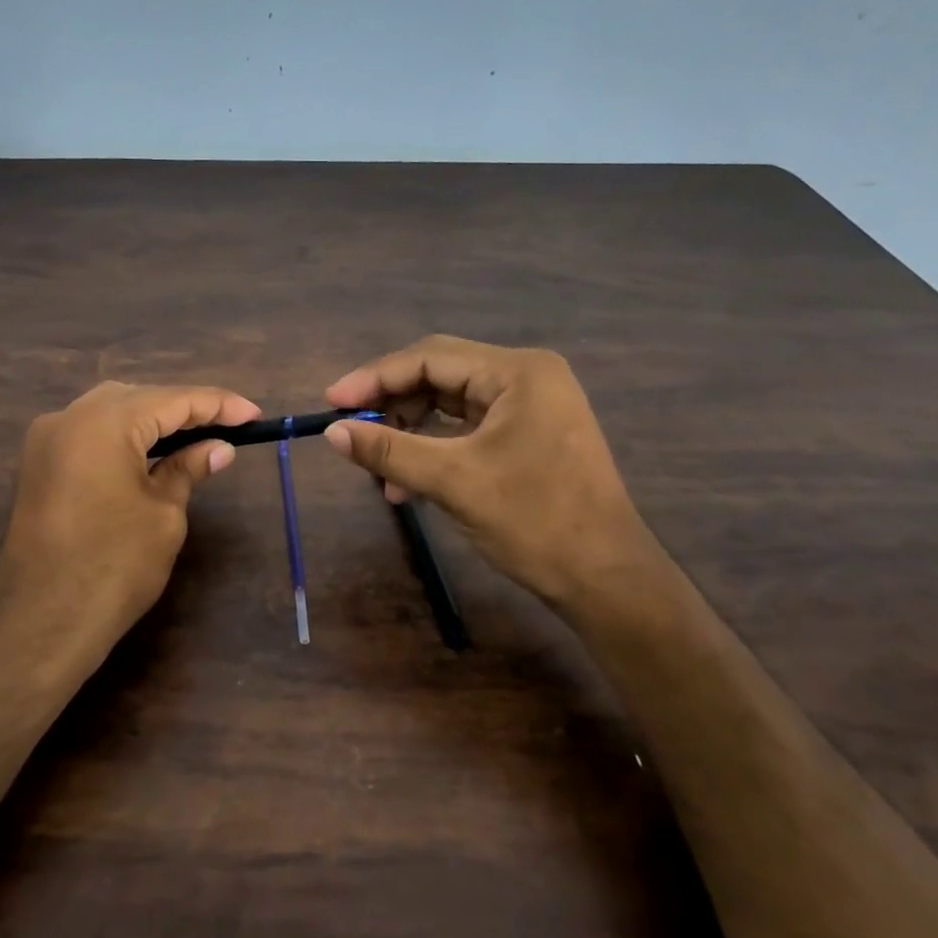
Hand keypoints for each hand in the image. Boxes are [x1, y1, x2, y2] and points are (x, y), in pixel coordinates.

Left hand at [0, 381, 259, 658]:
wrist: (42, 625)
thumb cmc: (114, 568)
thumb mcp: (164, 515)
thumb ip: (188, 469)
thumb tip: (219, 447)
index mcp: (104, 423)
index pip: (173, 400)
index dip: (218, 405)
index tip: (254, 414)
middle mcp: (69, 417)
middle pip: (139, 397)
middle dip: (185, 408)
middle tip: (229, 425)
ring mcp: (46, 440)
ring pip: (111, 410)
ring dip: (153, 419)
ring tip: (197, 434)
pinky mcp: (38, 464)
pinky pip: (89, 432)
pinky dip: (124, 435)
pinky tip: (151, 450)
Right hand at [324, 336, 656, 606]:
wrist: (607, 580)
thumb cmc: (536, 521)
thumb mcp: (453, 481)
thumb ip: (389, 450)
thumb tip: (332, 432)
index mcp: (518, 372)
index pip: (430, 358)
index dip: (375, 378)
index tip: (331, 401)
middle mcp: (526, 377)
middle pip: (440, 376)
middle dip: (392, 404)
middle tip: (349, 429)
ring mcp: (531, 406)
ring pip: (450, 404)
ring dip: (410, 432)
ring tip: (377, 469)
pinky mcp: (529, 435)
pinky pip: (467, 429)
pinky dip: (435, 449)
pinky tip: (407, 484)